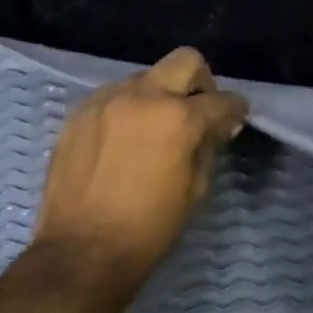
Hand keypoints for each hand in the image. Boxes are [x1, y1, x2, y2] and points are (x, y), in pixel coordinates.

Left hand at [32, 47, 248, 285]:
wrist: (82, 251)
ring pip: (144, 78)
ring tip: (154, 130)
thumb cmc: (148, 230)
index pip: (220, 100)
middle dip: (200, 82)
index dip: (235, 110)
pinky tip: (122, 140)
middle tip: (198, 111)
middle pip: (184, 61)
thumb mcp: (194, 192)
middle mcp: (141, 96)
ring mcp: (105, 100)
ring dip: (158, 96)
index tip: (235, 118)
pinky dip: (127, 109)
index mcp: (178, 118)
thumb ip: (208, 147)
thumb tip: (218, 125)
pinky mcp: (78, 113)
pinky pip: (112, 96)